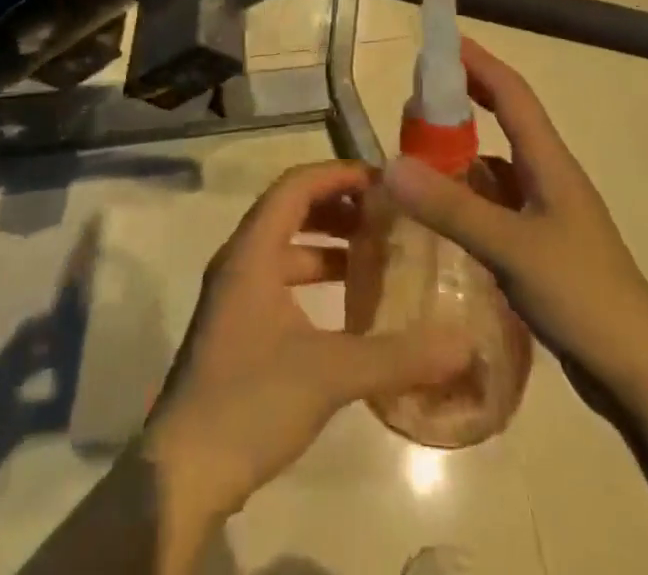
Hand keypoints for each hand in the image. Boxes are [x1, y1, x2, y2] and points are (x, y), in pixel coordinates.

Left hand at [141, 162, 472, 553]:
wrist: (184, 473)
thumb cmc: (250, 401)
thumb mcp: (330, 374)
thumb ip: (397, 356)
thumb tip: (463, 343)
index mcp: (252, 251)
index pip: (296, 186)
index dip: (338, 175)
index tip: (383, 182)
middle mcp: (240, 260)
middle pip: (290, 209)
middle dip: (337, 205)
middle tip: (384, 214)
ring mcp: (235, 293)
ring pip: (285, 245)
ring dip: (326, 241)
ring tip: (374, 251)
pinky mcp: (238, 324)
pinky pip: (280, 276)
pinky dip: (314, 275)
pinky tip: (348, 303)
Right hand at [382, 39, 647, 403]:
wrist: (639, 372)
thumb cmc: (582, 296)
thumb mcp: (511, 248)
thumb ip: (451, 207)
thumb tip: (390, 164)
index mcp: (550, 161)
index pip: (511, 93)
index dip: (478, 62)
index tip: (441, 41)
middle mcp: (549, 175)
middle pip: (505, 118)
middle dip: (466, 97)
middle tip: (417, 94)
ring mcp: (548, 211)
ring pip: (499, 163)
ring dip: (463, 148)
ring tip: (418, 151)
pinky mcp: (542, 244)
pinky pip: (498, 201)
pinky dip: (469, 193)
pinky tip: (444, 210)